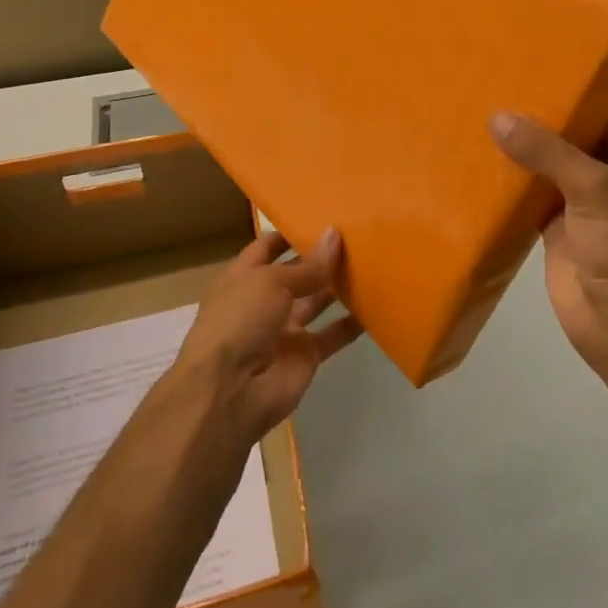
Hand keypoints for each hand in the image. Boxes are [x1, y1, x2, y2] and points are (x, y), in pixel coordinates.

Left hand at [170, 229, 362, 441]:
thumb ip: (308, 265)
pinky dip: (352, 324)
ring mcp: (284, 330)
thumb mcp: (271, 282)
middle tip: (356, 236)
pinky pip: (332, 335)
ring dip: (338, 287)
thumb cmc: (240, 321)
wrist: (230, 391)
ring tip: (370, 262)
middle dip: (320, 258)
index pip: (267, 248)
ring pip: (316, 302)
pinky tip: (376, 306)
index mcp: (243, 278)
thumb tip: (335, 235)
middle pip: (296, 274)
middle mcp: (263, 301)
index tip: (321, 216)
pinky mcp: (305, 356)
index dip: (290, 233)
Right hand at [489, 102, 607, 383]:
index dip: (573, 89)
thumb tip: (498, 117)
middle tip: (496, 84)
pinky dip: (513, 179)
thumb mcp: (596, 190)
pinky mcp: (563, 224)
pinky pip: (536, 192)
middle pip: (578, 134)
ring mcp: (590, 200)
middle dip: (541, 117)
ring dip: (524, 147)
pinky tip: (480, 158)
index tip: (530, 66)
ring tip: (482, 113)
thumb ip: (547, 151)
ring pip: (554, 162)